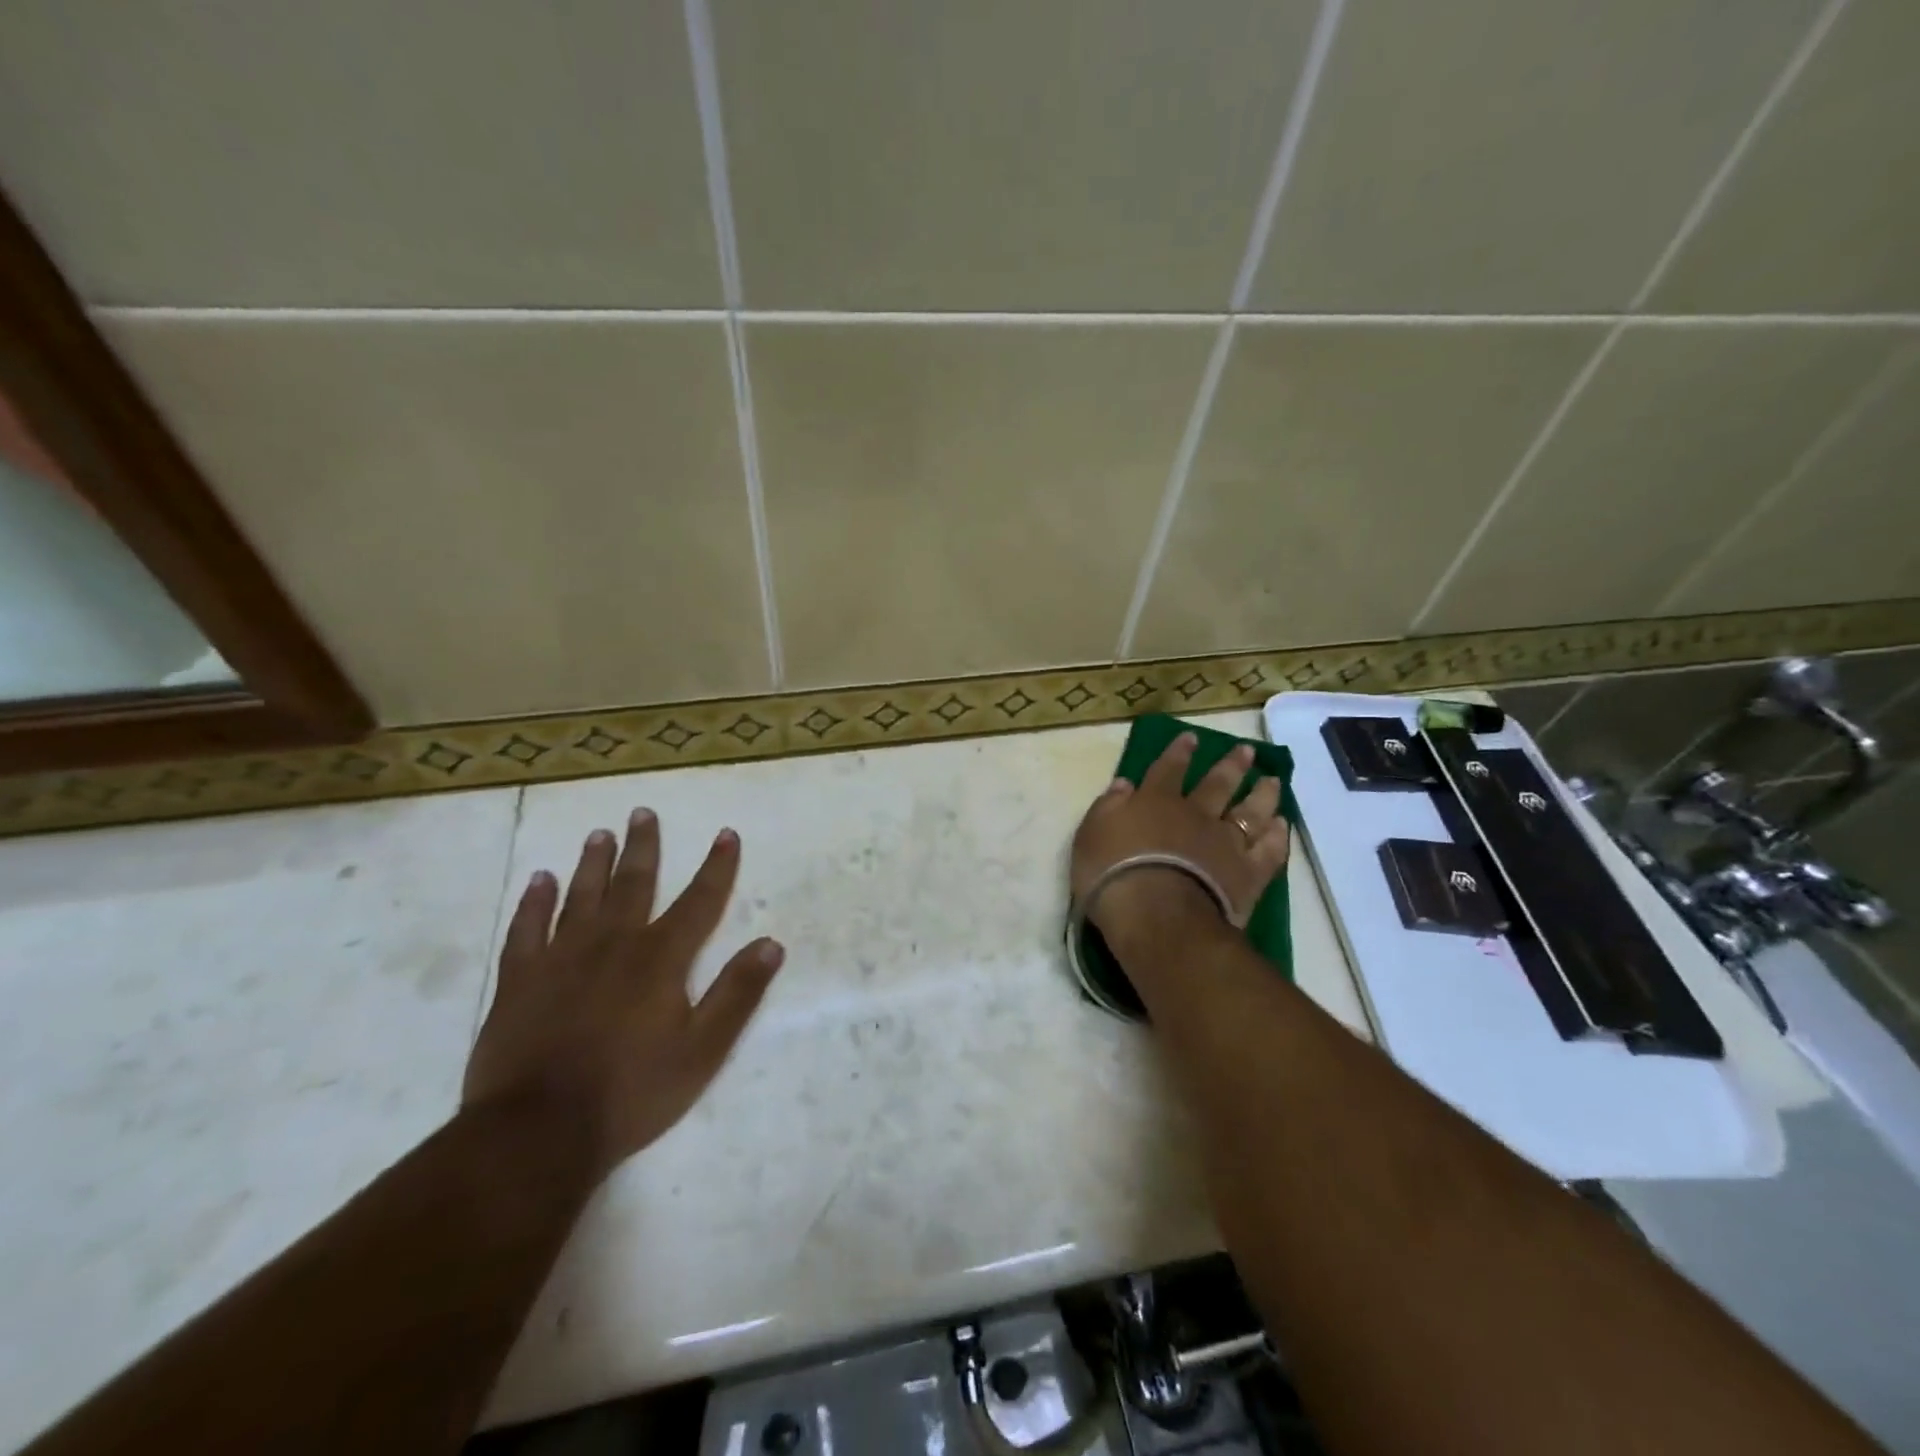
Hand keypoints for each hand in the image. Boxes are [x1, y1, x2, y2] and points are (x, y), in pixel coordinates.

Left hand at [463, 808, 783, 1178]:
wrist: (537, 1133)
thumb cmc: (632, 1092)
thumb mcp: (702, 1050)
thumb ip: (737, 994)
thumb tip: (771, 944)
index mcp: (660, 959)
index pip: (699, 901)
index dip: (716, 867)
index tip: (725, 834)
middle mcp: (613, 944)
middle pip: (634, 884)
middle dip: (643, 847)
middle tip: (642, 812)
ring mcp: (561, 959)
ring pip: (580, 897)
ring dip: (592, 864)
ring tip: (598, 834)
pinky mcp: (519, 981)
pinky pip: (526, 930)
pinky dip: (532, 903)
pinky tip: (538, 881)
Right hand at [1071, 734, 1289, 934]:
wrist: (1155, 914)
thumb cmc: (1112, 873)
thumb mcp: (1091, 834)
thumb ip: (1109, 806)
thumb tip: (1124, 783)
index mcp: (1156, 802)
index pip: (1168, 769)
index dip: (1179, 752)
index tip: (1192, 737)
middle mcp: (1196, 815)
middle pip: (1218, 784)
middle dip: (1232, 765)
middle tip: (1246, 751)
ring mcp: (1226, 843)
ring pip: (1250, 811)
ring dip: (1261, 794)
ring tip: (1272, 781)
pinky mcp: (1248, 874)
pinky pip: (1268, 851)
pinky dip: (1277, 837)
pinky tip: (1281, 826)